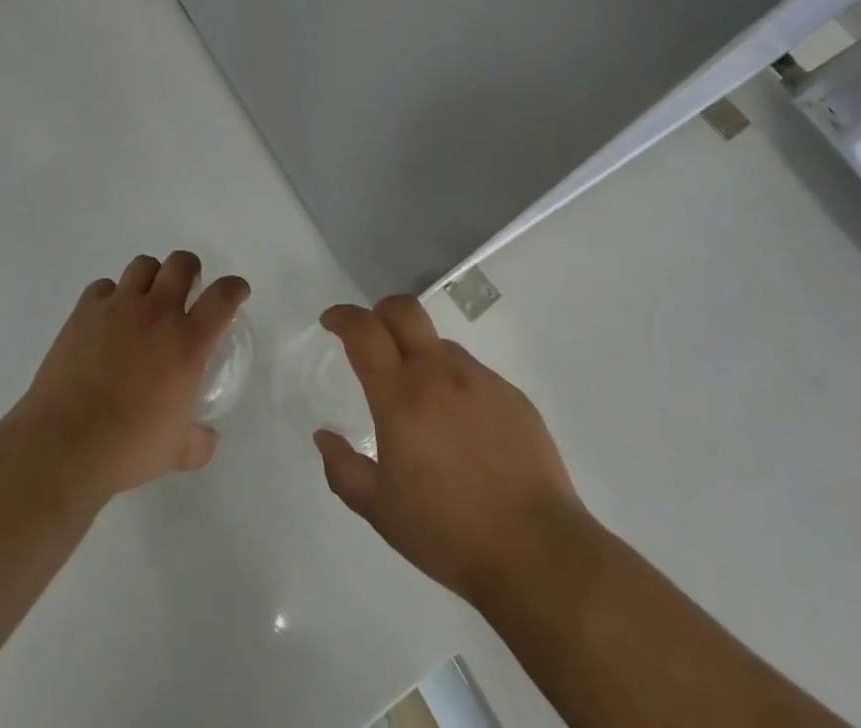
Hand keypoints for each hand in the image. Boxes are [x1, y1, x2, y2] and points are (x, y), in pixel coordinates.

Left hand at [10, 251, 249, 497]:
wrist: (65, 443)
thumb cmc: (128, 447)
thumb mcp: (175, 452)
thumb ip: (198, 442)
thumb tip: (209, 439)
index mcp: (187, 342)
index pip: (222, 297)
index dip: (234, 287)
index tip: (237, 291)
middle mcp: (157, 313)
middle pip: (181, 263)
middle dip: (190, 269)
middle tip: (187, 290)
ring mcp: (118, 307)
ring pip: (143, 265)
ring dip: (151, 277)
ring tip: (146, 299)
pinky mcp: (84, 311)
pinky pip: (103, 286)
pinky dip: (111, 296)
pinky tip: (107, 318)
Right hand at [314, 296, 596, 605]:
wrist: (536, 552)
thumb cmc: (448, 533)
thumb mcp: (381, 511)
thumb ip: (343, 470)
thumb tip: (324, 436)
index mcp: (401, 396)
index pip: (364, 331)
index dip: (342, 317)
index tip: (331, 322)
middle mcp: (439, 373)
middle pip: (404, 310)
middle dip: (381, 312)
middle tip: (372, 340)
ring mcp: (480, 379)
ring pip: (440, 346)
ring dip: (421, 357)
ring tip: (424, 406)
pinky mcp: (512, 395)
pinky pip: (473, 375)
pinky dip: (456, 387)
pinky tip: (464, 432)